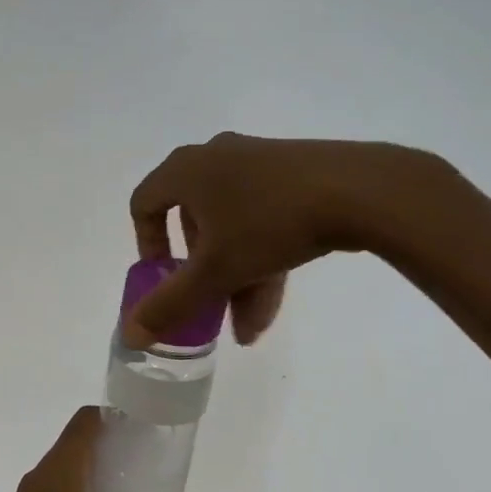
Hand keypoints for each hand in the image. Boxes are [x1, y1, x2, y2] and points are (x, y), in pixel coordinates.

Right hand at [124, 132, 444, 348]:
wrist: (361, 190)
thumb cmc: (269, 223)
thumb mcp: (215, 272)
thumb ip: (169, 305)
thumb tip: (129, 334)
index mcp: (185, 169)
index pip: (145, 204)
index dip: (147, 245)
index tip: (163, 279)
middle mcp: (216, 157)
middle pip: (193, 221)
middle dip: (200, 273)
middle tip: (210, 306)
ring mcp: (258, 161)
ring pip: (232, 225)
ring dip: (234, 275)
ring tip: (249, 326)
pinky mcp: (294, 172)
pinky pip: (263, 216)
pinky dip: (261, 255)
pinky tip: (274, 301)